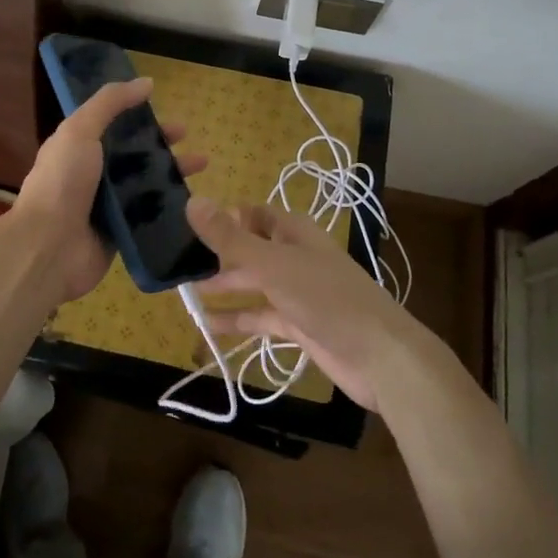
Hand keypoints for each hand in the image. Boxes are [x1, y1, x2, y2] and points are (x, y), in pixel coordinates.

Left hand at [13, 76, 206, 303]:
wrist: (49, 248)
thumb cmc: (62, 183)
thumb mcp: (80, 131)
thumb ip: (110, 103)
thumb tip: (146, 82)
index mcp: (78, 146)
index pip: (112, 124)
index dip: (138, 115)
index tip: (164, 109)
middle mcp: (92, 173)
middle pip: (134, 153)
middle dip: (161, 144)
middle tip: (189, 139)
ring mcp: (107, 205)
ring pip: (145, 183)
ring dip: (171, 173)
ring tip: (201, 166)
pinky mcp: (121, 232)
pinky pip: (149, 214)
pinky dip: (169, 206)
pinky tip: (193, 200)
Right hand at [186, 198, 424, 413]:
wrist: (381, 356)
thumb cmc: (326, 298)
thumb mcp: (272, 264)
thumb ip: (230, 238)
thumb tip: (192, 201)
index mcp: (293, 232)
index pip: (253, 214)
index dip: (225, 217)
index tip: (187, 225)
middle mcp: (294, 256)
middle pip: (250, 249)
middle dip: (218, 255)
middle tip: (176, 262)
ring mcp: (298, 292)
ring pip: (253, 284)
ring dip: (224, 287)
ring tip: (185, 291)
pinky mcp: (299, 325)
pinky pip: (261, 317)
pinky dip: (237, 319)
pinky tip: (208, 326)